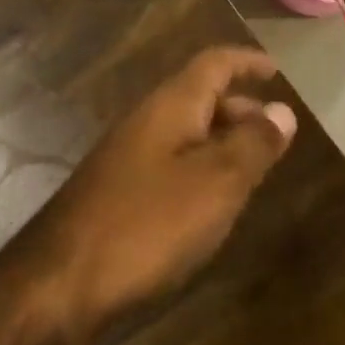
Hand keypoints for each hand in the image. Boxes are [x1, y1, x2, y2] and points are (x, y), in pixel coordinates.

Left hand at [19, 47, 297, 336]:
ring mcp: (126, 156)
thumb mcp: (216, 183)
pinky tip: (209, 202)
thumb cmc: (148, 223)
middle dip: (239, 107)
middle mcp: (146, 120)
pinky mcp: (117, 191)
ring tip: (251, 168)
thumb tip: (283, 110)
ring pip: (184, 132)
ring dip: (220, 140)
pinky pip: (170, 162)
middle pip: (199, 96)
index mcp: (171, 105)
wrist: (61, 282)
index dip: (247, 62)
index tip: (277, 70)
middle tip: (273, 132)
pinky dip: (199, 168)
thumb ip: (253, 144)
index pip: (214, 63)